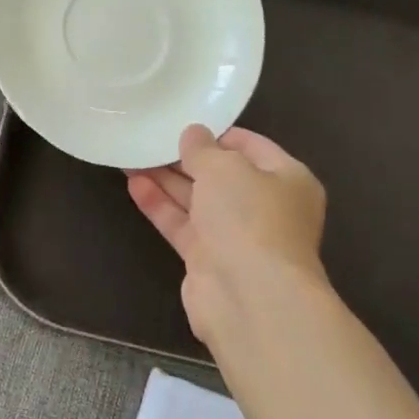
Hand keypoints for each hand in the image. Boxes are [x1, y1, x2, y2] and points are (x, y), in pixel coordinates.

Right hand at [127, 124, 330, 353]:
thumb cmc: (249, 218)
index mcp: (287, 179)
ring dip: (166, 180)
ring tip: (132, 157)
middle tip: (150, 139)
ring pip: (197, 200)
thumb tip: (193, 134)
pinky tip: (134, 185)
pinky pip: (182, 224)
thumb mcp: (225, 168)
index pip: (251, 146)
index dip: (217, 134)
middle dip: (185, 158)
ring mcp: (236, 236)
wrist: (248, 296)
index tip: (183, 122)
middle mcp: (264, 207)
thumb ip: (203, 149)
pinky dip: (160, 205)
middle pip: (221, 175)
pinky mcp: (208, 259)